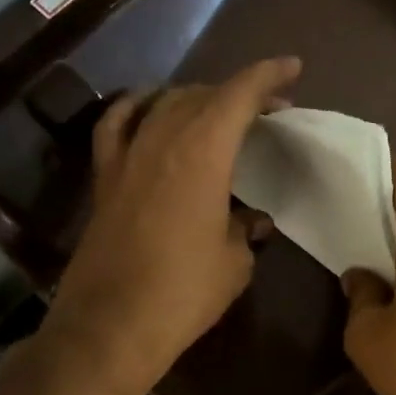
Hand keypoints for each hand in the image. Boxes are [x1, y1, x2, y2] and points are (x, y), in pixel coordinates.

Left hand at [46, 57, 300, 394]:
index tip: (291, 69)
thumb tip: (251, 221)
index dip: (267, 76)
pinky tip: (150, 109)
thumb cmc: (184, 293)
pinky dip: (138, 108)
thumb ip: (245, 230)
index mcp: (202, 153)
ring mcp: (126, 156)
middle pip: (202, 95)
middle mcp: (161, 140)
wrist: (111, 326)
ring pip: (163, 103)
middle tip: (267, 108)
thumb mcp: (234, 262)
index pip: (238, 95)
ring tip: (217, 110)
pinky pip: (118, 124)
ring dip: (195, 98)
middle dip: (238, 93)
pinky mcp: (104, 178)